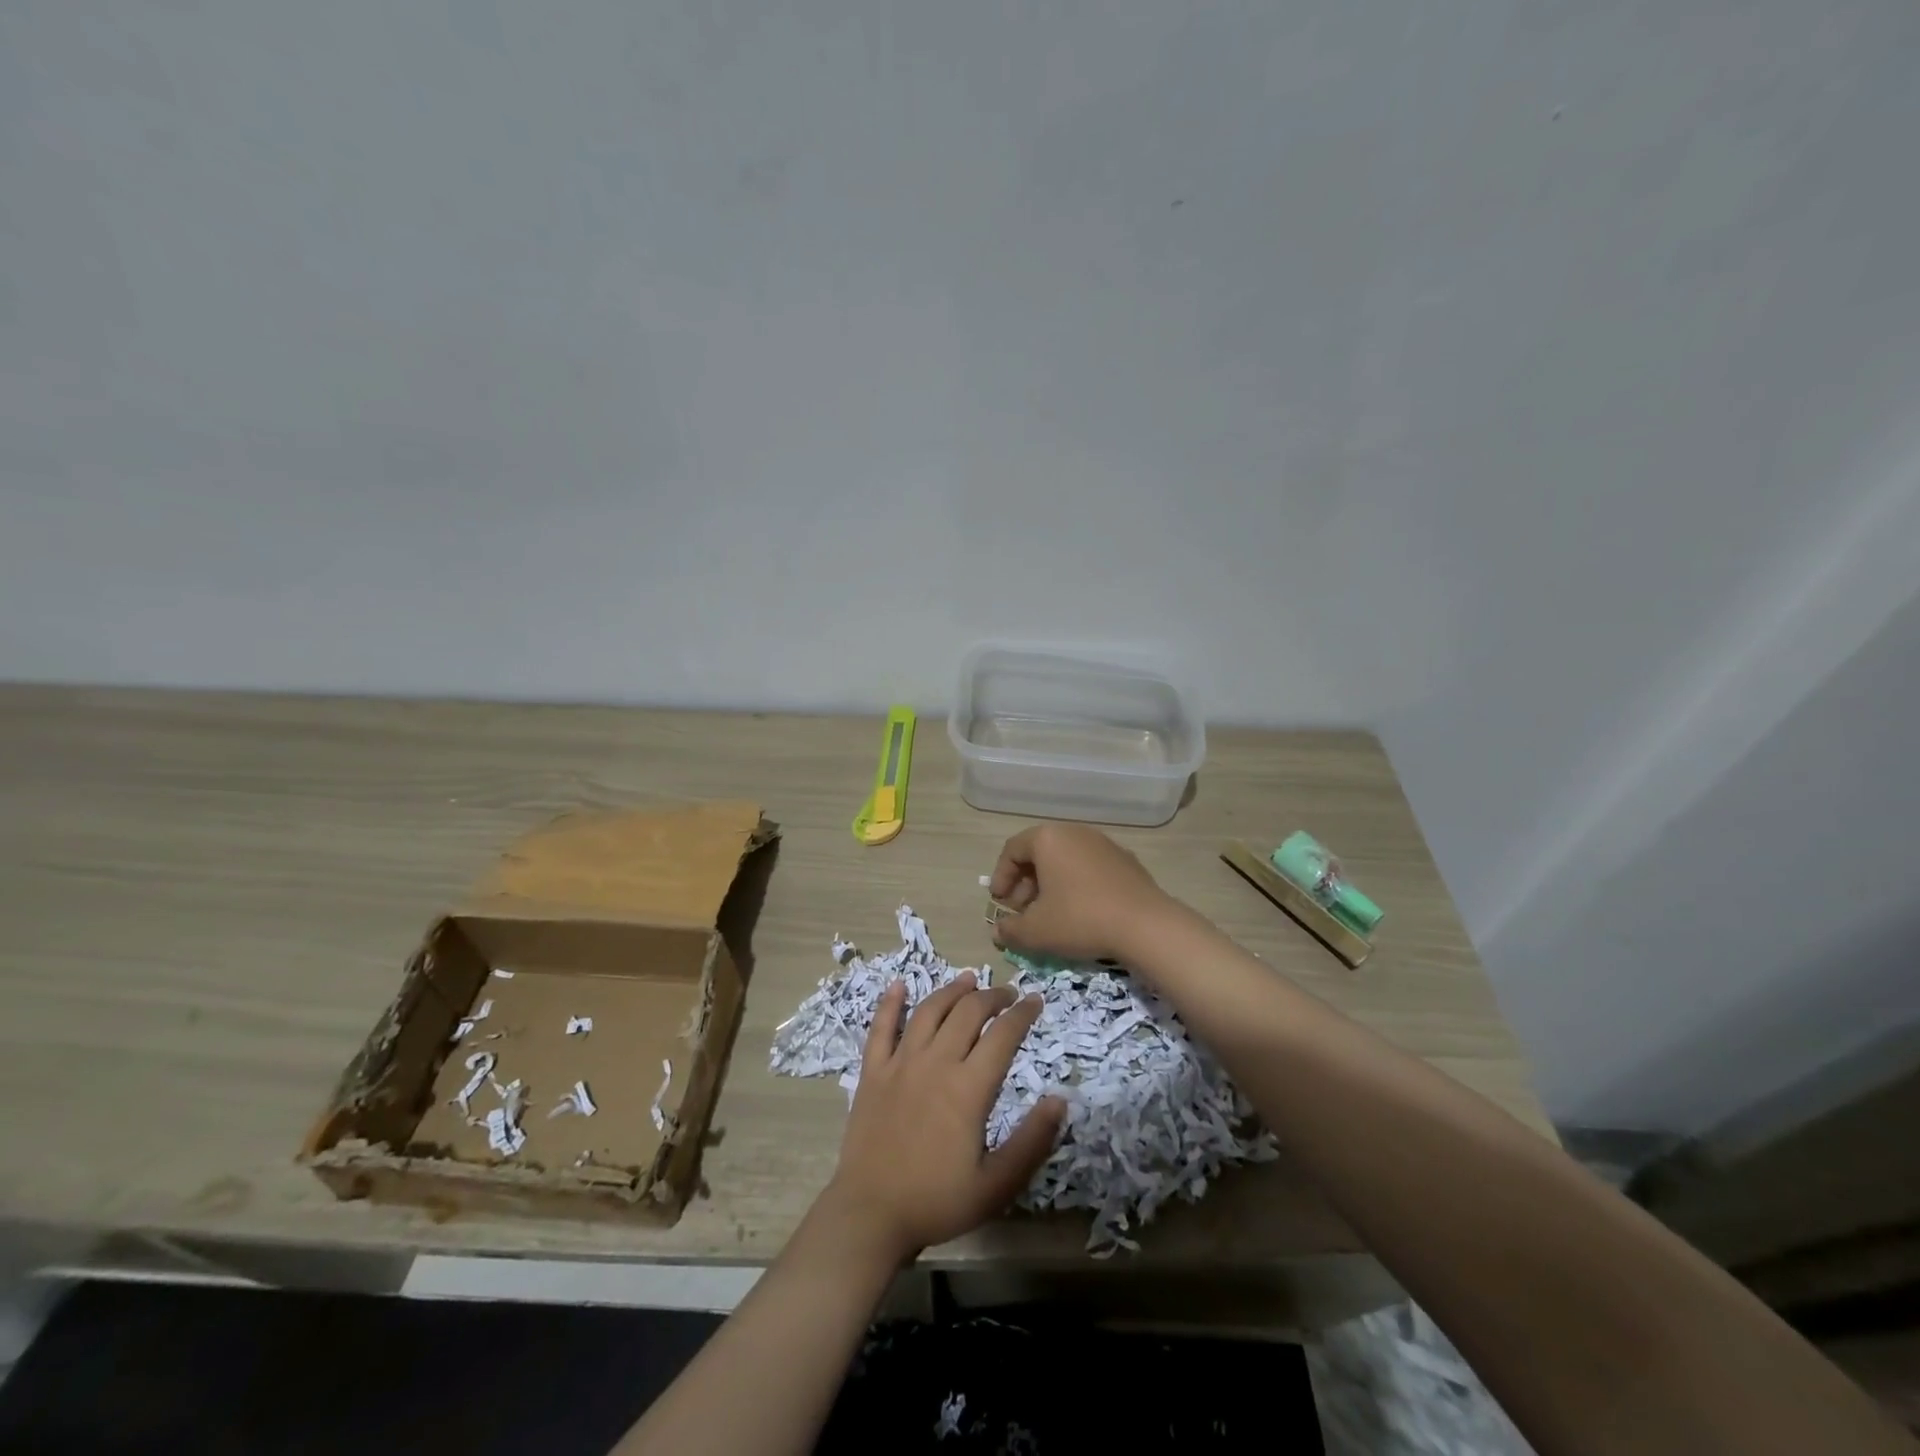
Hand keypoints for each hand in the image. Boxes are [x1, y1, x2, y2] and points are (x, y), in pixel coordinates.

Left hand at [824, 973, 1064, 1266]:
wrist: (870, 1215)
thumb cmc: (937, 1202)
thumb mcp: (997, 1184)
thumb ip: (1032, 1141)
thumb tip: (1061, 1100)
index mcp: (968, 1088)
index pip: (1003, 1035)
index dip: (1023, 1014)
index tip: (1036, 1001)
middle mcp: (935, 1063)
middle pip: (968, 1012)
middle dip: (992, 997)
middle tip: (1008, 995)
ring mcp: (900, 1063)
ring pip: (929, 1010)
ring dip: (951, 990)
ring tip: (968, 979)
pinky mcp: (872, 1071)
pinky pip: (881, 1027)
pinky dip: (890, 1002)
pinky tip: (899, 985)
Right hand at [989, 823, 1178, 963]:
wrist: (1145, 925)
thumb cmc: (1080, 919)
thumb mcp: (1036, 931)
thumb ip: (1010, 930)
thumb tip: (999, 930)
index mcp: (1048, 839)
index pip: (1012, 850)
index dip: (1001, 877)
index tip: (999, 903)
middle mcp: (1075, 832)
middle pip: (1039, 853)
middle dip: (1025, 883)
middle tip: (1022, 912)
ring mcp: (1104, 844)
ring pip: (1065, 860)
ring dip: (1050, 885)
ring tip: (1050, 914)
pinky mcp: (1125, 860)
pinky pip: (1089, 868)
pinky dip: (1076, 885)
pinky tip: (1080, 913)